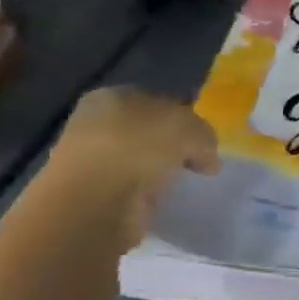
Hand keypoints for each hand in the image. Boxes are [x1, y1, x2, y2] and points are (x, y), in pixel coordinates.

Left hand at [46, 88, 220, 251]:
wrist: (93, 203)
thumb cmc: (138, 149)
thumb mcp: (189, 129)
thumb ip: (204, 136)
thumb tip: (207, 158)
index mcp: (113, 96)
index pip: (159, 102)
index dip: (187, 120)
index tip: (205, 142)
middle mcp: (97, 123)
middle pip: (149, 132)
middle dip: (174, 147)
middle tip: (198, 164)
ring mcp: (91, 160)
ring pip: (139, 161)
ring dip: (159, 173)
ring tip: (181, 186)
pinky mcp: (92, 195)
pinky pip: (131, 189)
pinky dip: (147, 195)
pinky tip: (160, 202)